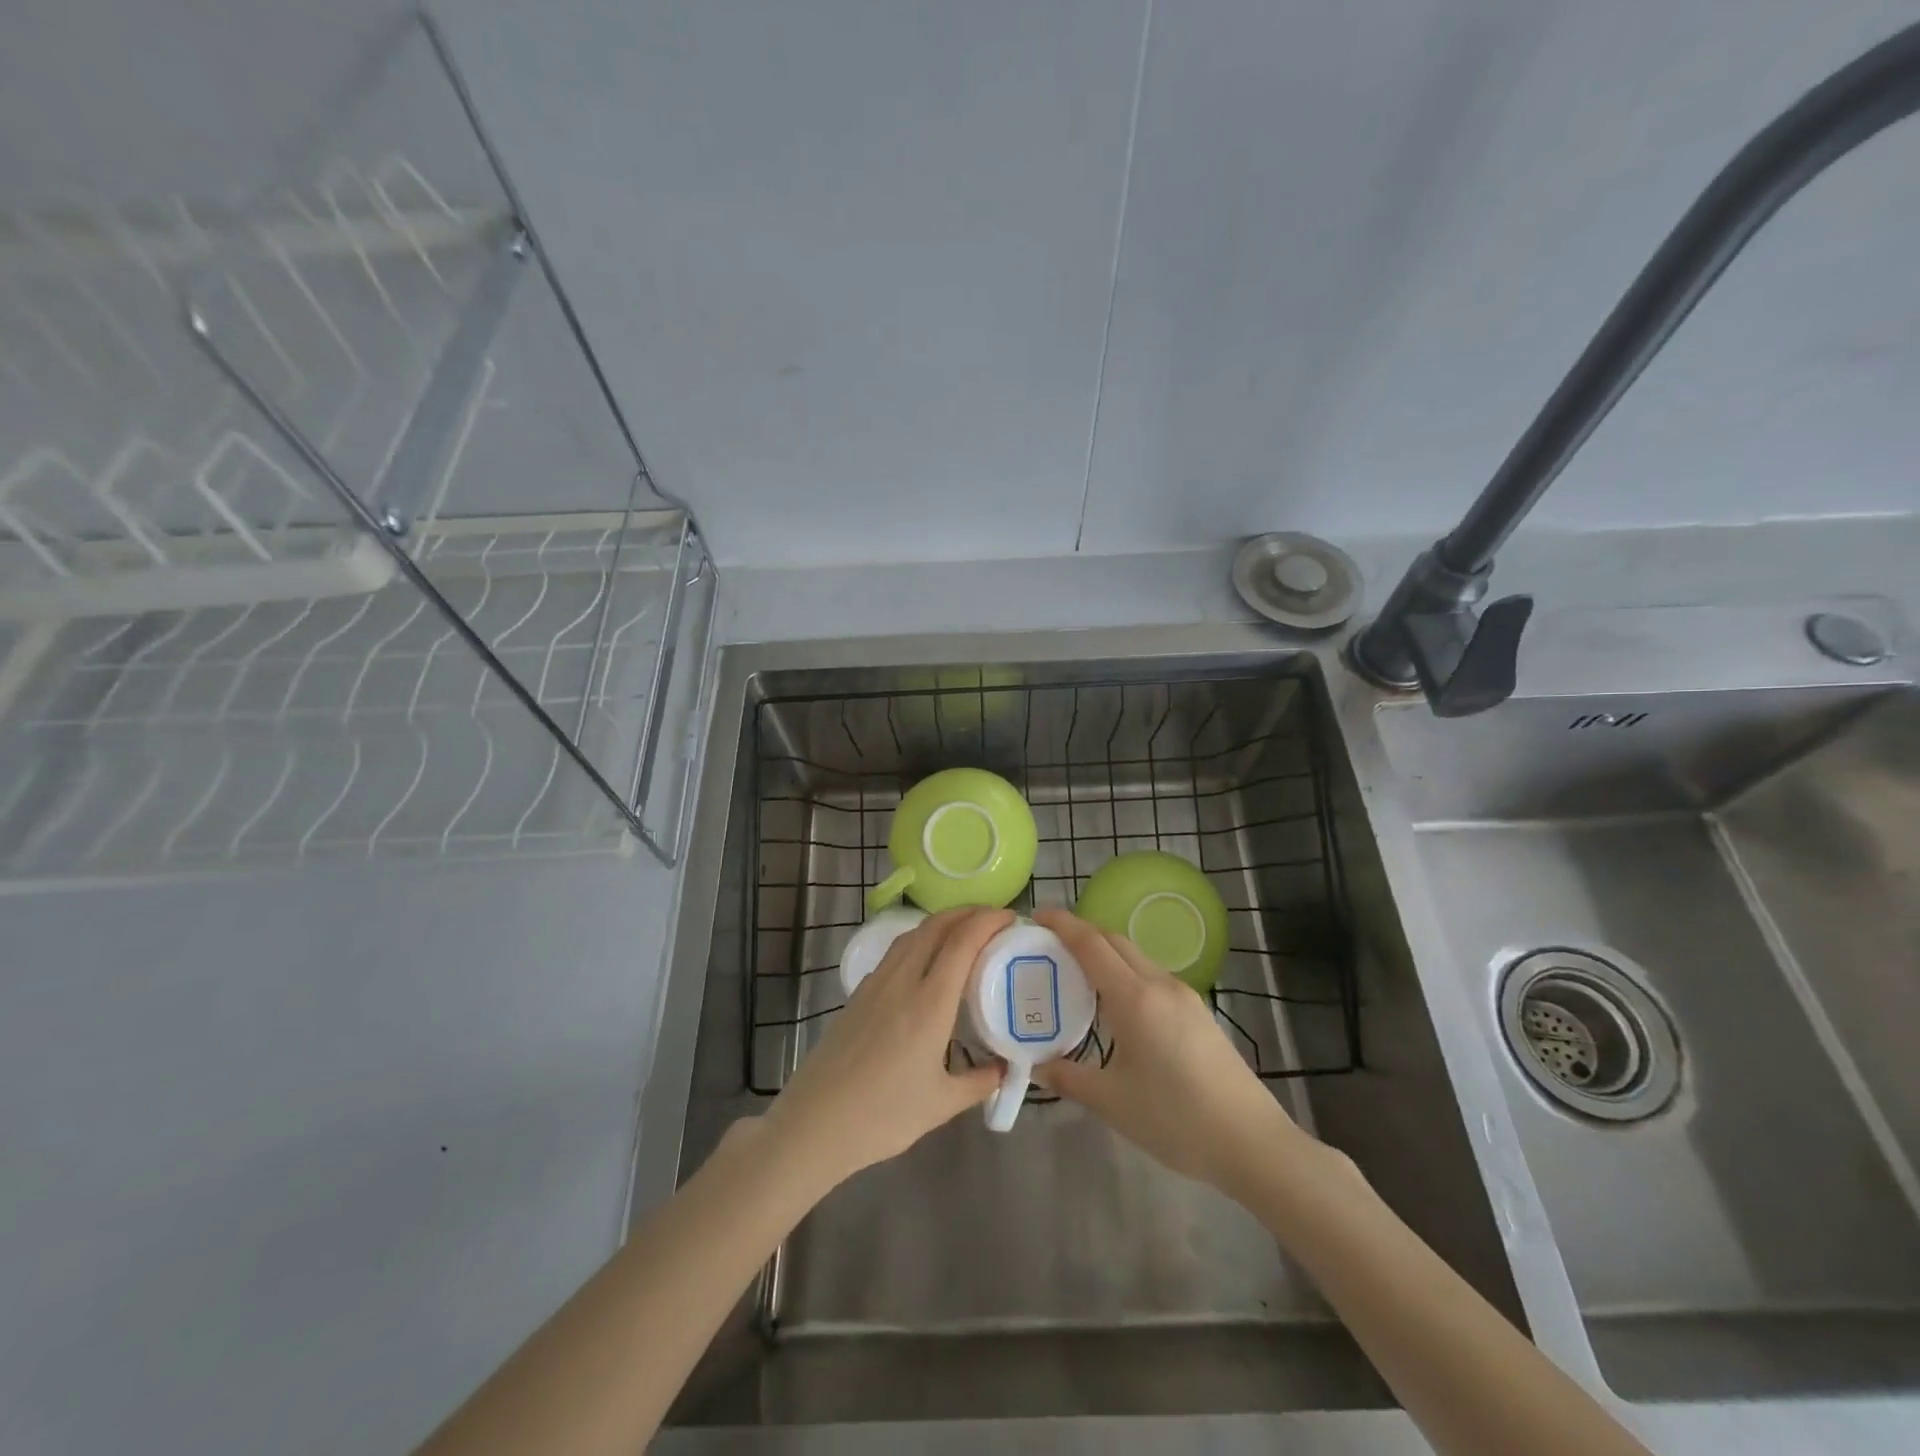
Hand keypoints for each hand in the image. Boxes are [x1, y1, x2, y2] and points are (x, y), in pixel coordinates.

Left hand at [764, 907, 1011, 1185]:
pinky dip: (919, 941)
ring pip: (912, 935)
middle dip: (967, 913)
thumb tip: (1004, 1067)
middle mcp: (902, 981)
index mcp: (929, 1003)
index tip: (1010, 918)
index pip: (962, 942)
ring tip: (964, 933)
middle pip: (936, 926)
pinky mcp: (858, 993)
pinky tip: (926, 962)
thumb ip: (979, 1082)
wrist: (814, 1123)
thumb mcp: (942, 1104)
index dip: (987, 921)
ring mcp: (875, 984)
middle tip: (993, 919)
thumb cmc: (883, 1116)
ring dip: (941, 923)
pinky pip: (895, 952)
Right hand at [1032, 908, 1310, 1198]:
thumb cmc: (1176, 1120)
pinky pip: (1151, 975)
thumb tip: (1035, 1066)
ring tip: (1076, 972)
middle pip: (1115, 941)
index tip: (1037, 915)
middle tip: (1048, 944)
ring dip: (1105, 952)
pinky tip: (1115, 1002)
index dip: (1063, 924)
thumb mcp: (1112, 1102)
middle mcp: (1160, 984)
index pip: (1091, 944)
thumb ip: (1068, 1077)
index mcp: (1135, 998)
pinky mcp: (1198, 1012)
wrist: (1252, 1142)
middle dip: (1081, 933)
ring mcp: (1184, 997)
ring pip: (1136, 956)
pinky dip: (1125, 972)